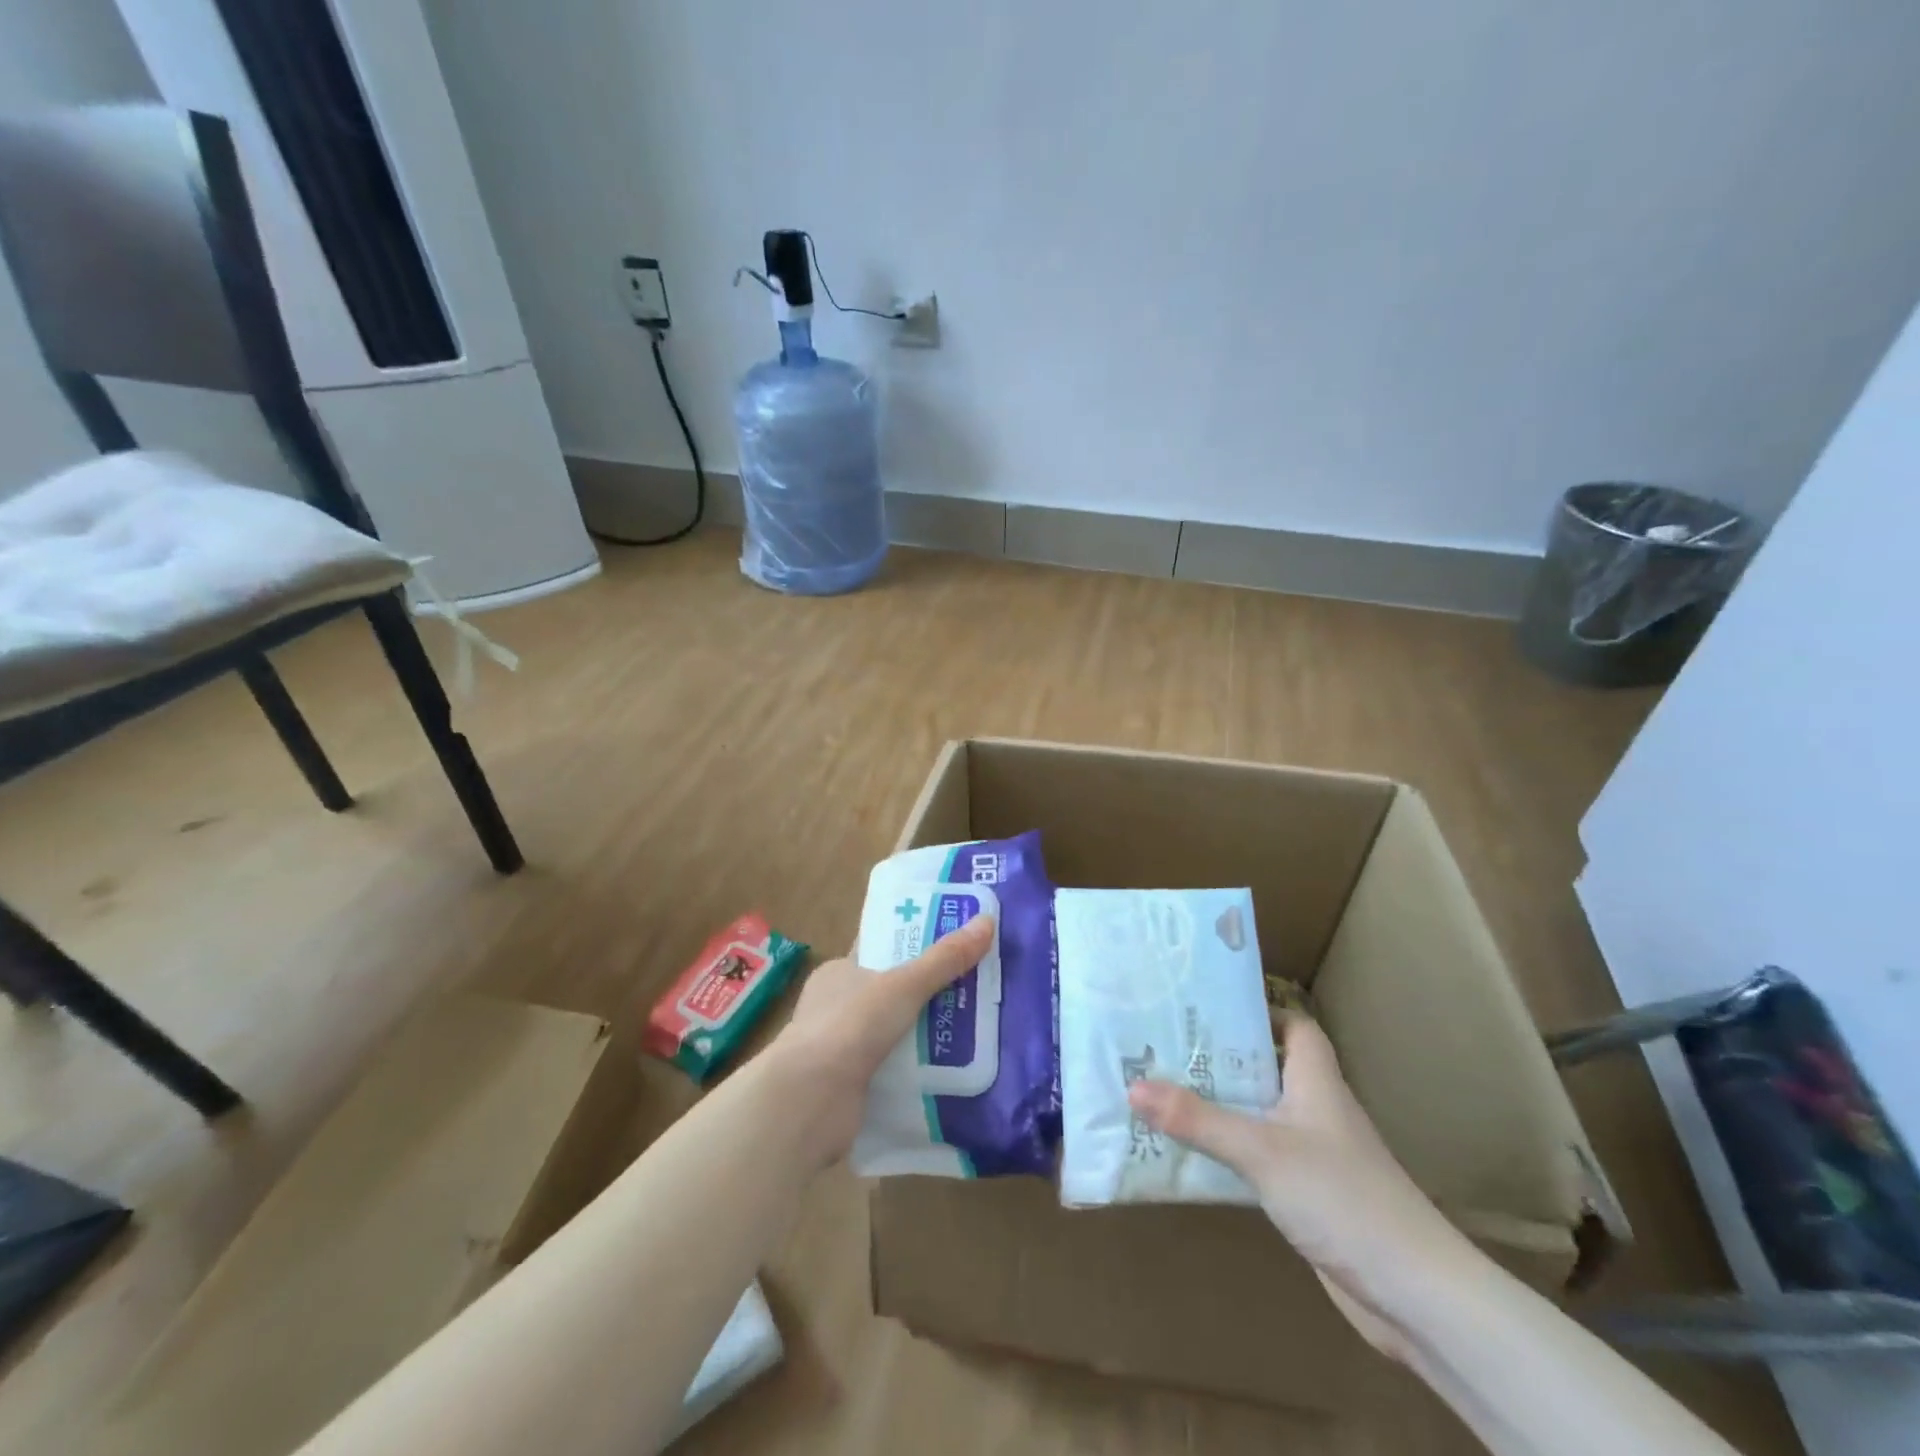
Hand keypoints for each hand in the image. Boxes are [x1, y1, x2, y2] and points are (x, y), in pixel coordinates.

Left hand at [765, 914, 993, 1168]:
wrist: (810, 1101)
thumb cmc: (850, 1026)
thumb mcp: (904, 985)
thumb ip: (944, 959)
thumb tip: (987, 921)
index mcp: (839, 972)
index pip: (880, 950)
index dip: (914, 944)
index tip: (953, 942)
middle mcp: (837, 1007)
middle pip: (892, 992)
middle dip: (929, 993)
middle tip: (976, 986)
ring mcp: (841, 1048)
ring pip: (895, 1033)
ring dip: (927, 1034)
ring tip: (975, 1028)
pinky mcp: (852, 1086)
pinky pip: (894, 1069)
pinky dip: (918, 1069)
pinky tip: (952, 1068)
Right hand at [1127, 1011, 1474, 1359]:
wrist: (1414, 1294)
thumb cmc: (1342, 1197)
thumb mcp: (1261, 1150)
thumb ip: (1197, 1119)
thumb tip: (1133, 1086)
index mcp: (1315, 1079)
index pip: (1292, 1025)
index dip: (1256, 1010)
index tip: (1206, 1007)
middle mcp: (1315, 1107)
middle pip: (1265, 1066)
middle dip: (1219, 1056)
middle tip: (1164, 1044)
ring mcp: (1313, 1153)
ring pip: (1257, 1112)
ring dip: (1218, 1103)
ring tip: (1163, 1089)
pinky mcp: (1307, 1193)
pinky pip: (1257, 1156)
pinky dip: (1227, 1150)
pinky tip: (1190, 1153)